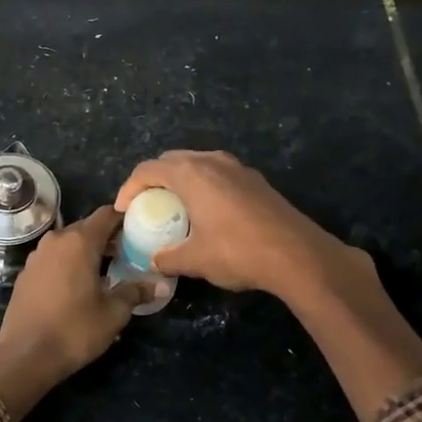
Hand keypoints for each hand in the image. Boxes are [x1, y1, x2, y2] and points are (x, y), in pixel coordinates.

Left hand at [0, 206, 160, 419]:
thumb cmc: (74, 330)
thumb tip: (161, 285)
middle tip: (129, 253)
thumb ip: (136, 292)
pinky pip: (53, 258)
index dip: (125, 218)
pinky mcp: (25, 274)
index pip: (107, 214)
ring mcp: (36, 256)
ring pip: (68, 243)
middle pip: (87, 228)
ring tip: (107, 270)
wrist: (25, 356)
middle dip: (108, 237)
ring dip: (87, 251)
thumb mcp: (113, 313)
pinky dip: (68, 263)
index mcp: (79, 242)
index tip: (141, 228)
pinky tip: (78, 284)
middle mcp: (55, 240)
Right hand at [116, 150, 351, 299]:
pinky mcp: (255, 180)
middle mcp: (212, 161)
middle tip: (146, 205)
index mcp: (190, 173)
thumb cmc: (238, 252)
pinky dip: (203, 185)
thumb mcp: (195, 260)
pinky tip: (207, 211)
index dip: (129, 188)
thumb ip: (168, 258)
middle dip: (153, 179)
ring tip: (174, 206)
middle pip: (171, 160)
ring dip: (180, 180)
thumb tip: (154, 261)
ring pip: (197, 163)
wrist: (298, 255)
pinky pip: (217, 173)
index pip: (147, 170)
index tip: (123, 211)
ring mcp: (237, 167)